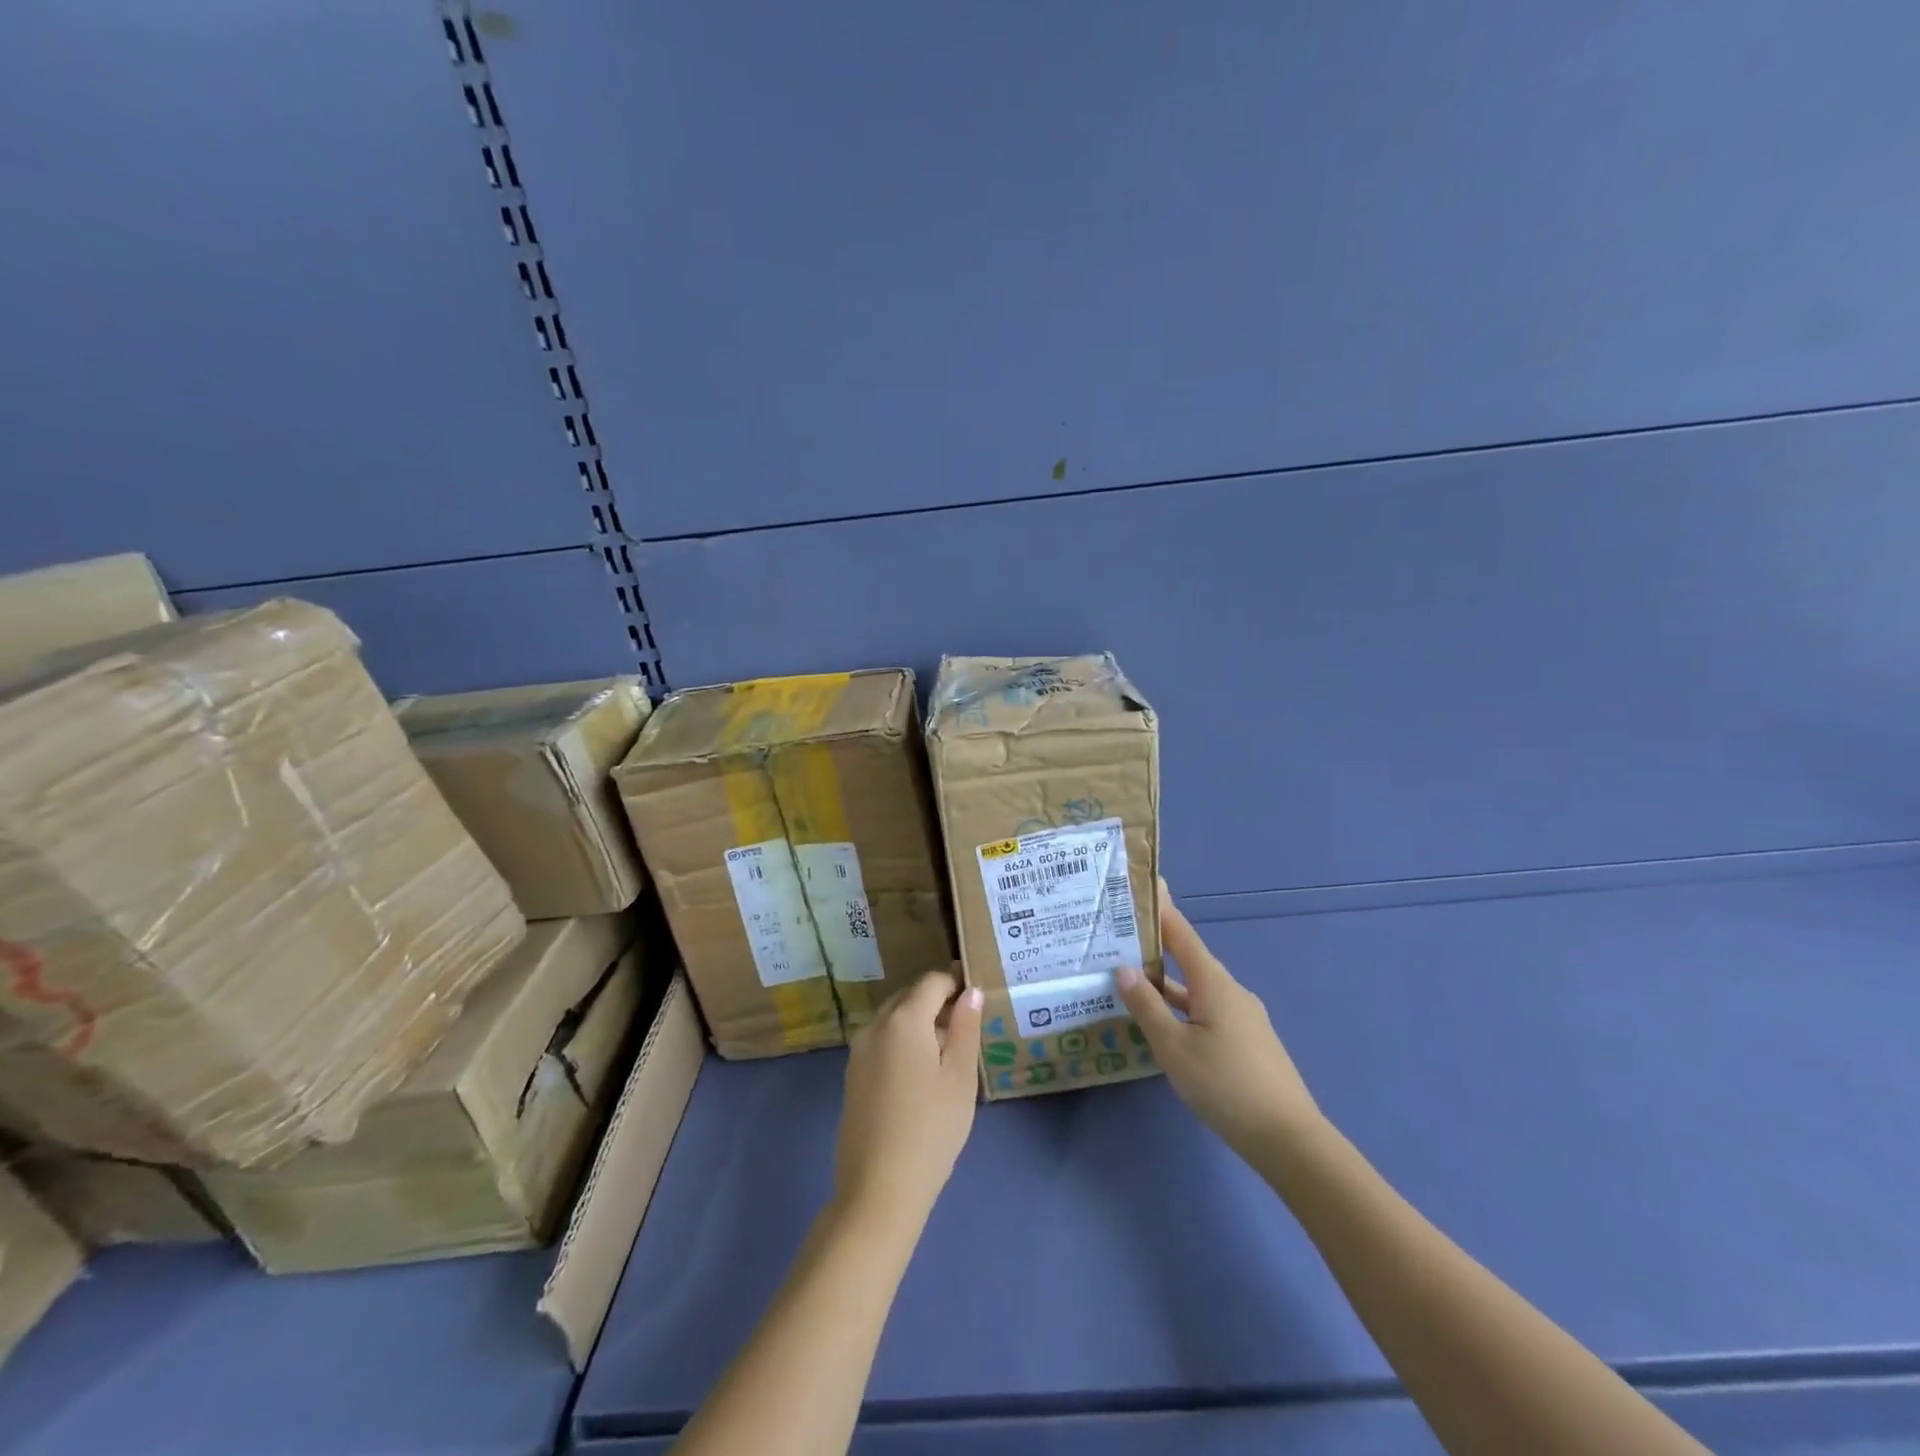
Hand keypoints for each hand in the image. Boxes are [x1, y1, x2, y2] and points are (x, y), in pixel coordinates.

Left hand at [833, 968, 982, 1226]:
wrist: (879, 1189)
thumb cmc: (931, 1129)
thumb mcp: (960, 1077)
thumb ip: (966, 1028)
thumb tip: (971, 991)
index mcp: (904, 1018)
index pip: (933, 981)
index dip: (957, 983)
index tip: (978, 998)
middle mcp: (875, 1025)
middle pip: (910, 996)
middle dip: (938, 1002)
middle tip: (967, 1027)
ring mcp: (859, 1050)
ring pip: (894, 1019)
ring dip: (920, 1023)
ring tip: (948, 1053)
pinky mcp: (852, 1075)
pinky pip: (882, 1041)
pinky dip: (903, 1042)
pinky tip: (921, 1075)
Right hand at [1116, 880, 1321, 1158]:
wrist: (1289, 1140)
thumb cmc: (1226, 1086)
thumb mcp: (1174, 1048)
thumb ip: (1147, 1007)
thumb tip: (1122, 968)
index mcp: (1215, 984)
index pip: (1182, 935)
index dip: (1161, 911)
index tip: (1140, 889)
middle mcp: (1231, 992)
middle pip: (1189, 960)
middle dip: (1156, 948)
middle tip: (1120, 939)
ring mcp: (1243, 1018)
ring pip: (1197, 990)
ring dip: (1167, 984)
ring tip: (1131, 980)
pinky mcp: (1247, 1041)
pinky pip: (1207, 1011)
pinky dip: (1182, 1007)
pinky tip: (1164, 1024)